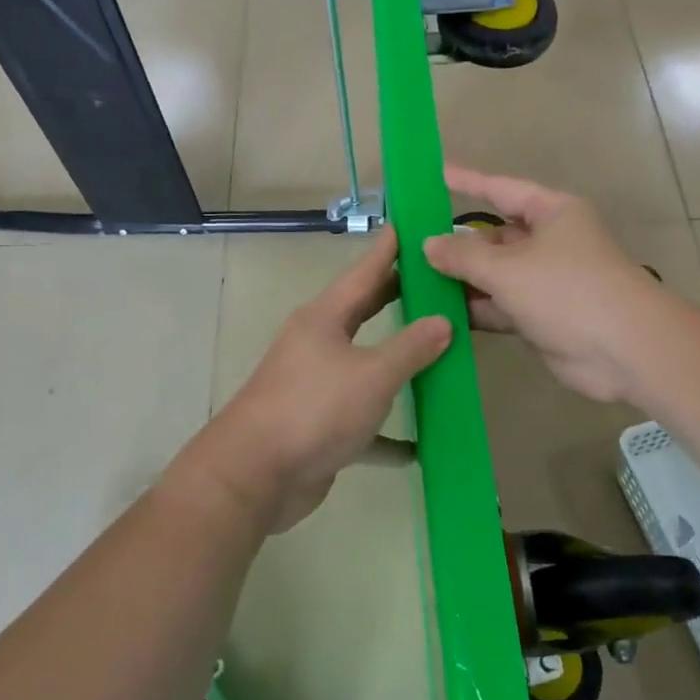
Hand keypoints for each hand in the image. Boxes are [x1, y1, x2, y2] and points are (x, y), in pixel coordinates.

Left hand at [181, 228, 450, 534]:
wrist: (257, 474)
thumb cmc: (315, 409)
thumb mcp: (373, 375)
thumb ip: (411, 348)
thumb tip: (443, 321)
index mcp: (324, 319)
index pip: (364, 273)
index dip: (387, 249)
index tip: (407, 225)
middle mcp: (316, 344)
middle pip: (362, 312)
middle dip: (395, 297)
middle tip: (432, 280)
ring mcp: (315, 384)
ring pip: (365, 365)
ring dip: (396, 361)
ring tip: (437, 349)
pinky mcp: (318, 424)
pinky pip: (361, 418)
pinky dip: (387, 430)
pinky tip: (417, 445)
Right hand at [423, 166, 669, 403]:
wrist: (625, 351)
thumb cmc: (568, 291)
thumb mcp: (508, 268)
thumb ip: (463, 255)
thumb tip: (428, 244)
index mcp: (552, 213)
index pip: (500, 189)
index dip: (466, 181)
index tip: (433, 175)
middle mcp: (549, 242)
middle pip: (494, 236)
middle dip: (457, 244)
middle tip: (409, 246)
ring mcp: (545, 281)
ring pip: (494, 274)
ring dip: (461, 280)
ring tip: (414, 281)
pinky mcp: (541, 316)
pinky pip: (500, 305)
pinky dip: (475, 308)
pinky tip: (439, 312)